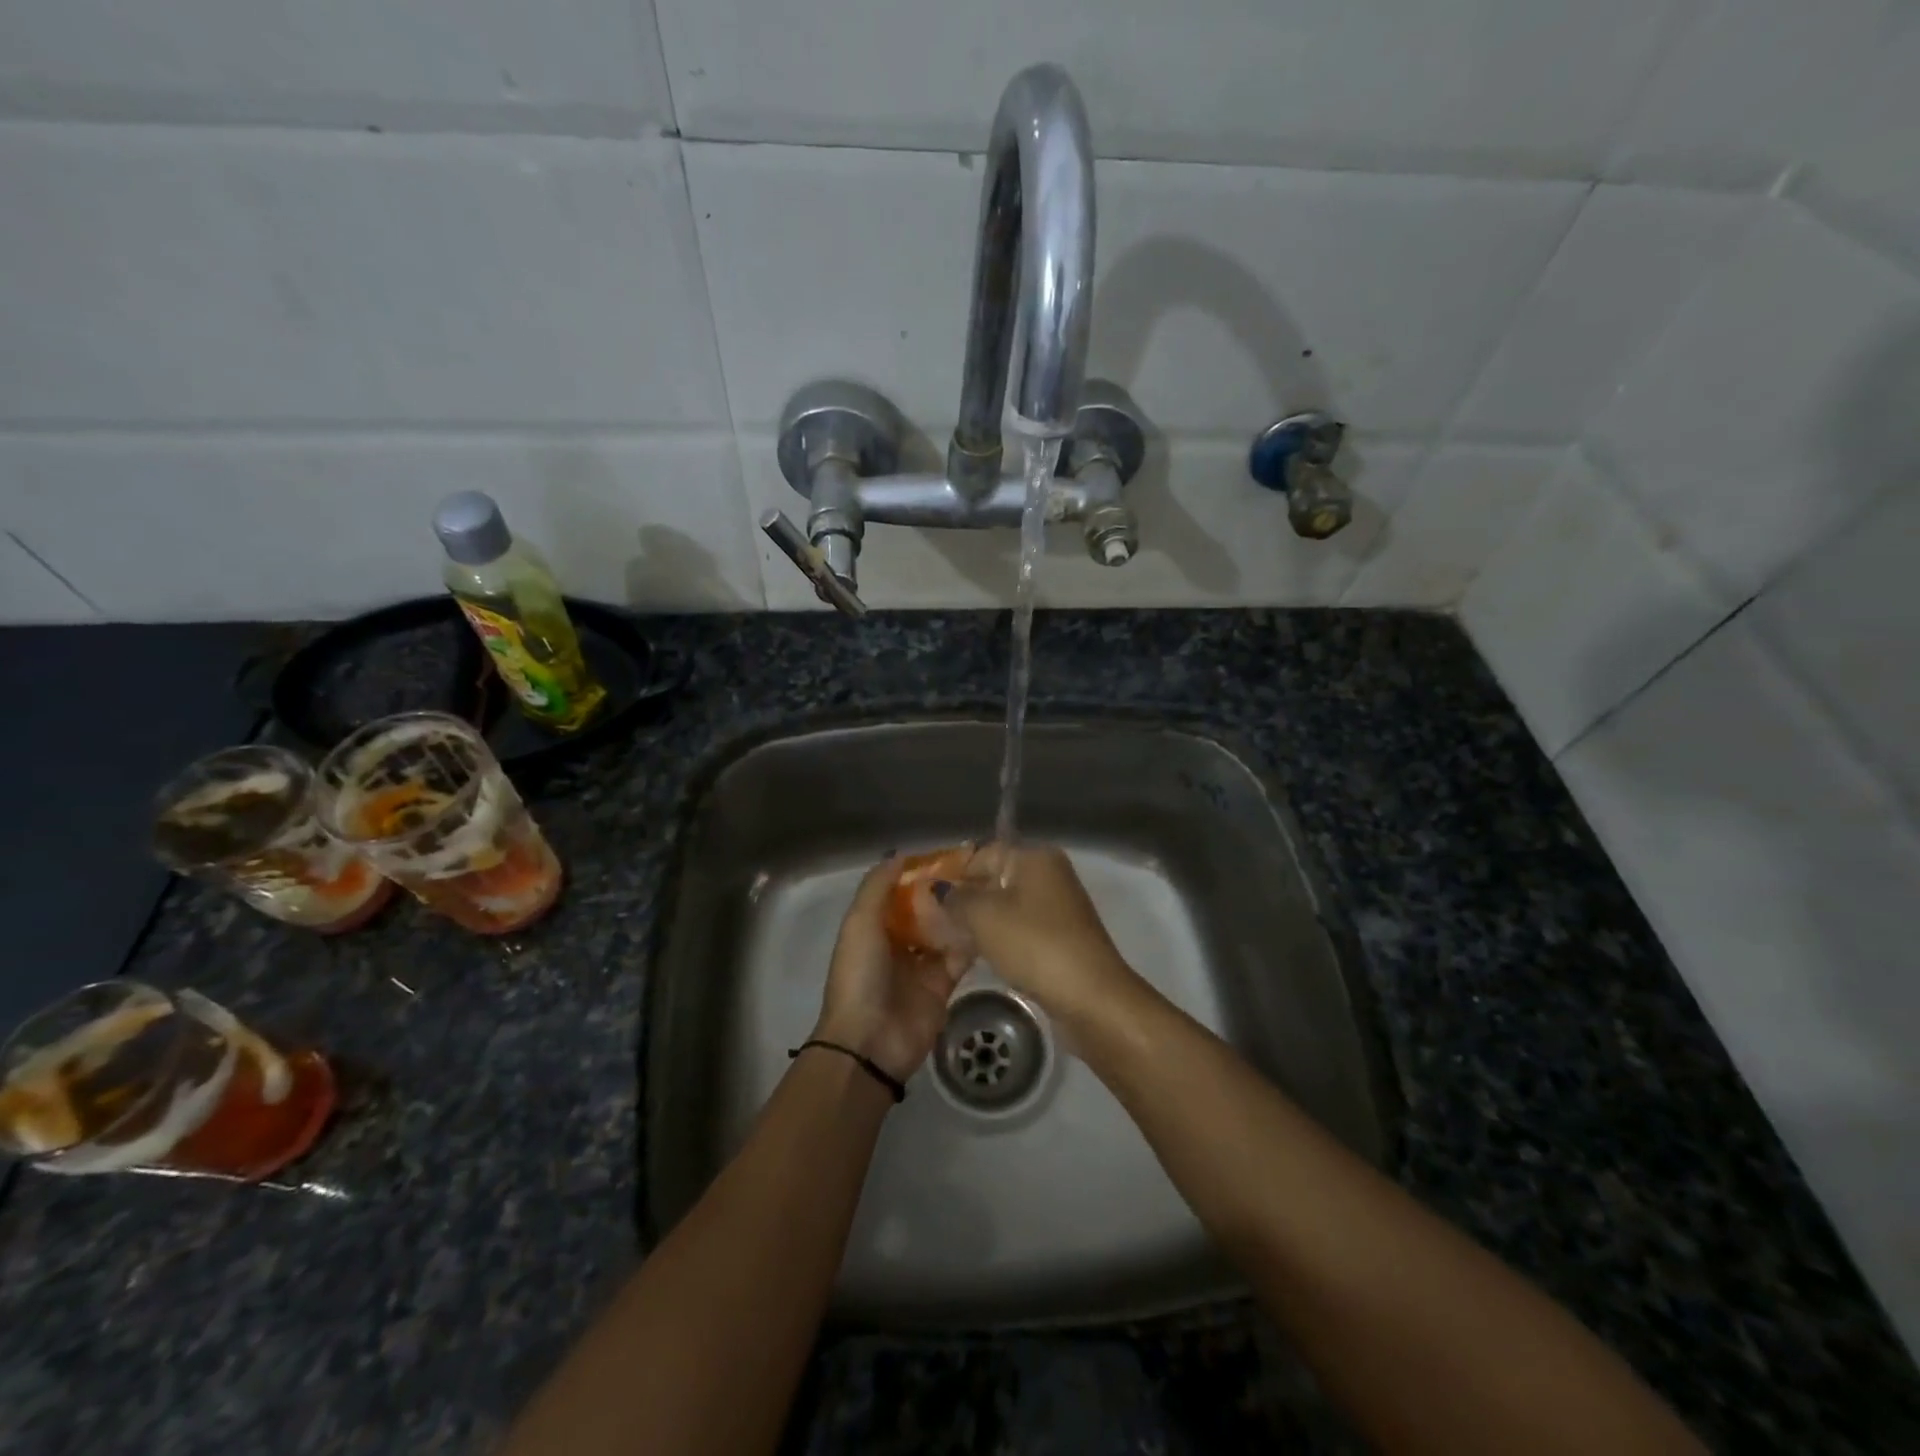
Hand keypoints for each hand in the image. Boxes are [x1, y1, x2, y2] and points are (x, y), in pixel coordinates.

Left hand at [812, 855, 972, 1084]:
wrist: (871, 1042)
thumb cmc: (860, 976)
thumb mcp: (859, 923)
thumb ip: (877, 887)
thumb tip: (900, 855)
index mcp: (873, 927)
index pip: (898, 892)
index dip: (919, 872)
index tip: (947, 852)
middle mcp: (897, 942)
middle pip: (924, 910)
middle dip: (944, 891)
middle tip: (977, 867)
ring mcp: (921, 965)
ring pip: (944, 930)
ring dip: (960, 912)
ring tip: (987, 887)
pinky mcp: (943, 984)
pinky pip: (960, 956)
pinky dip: (972, 940)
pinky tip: (989, 919)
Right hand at [938, 844, 1143, 1028]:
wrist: (1091, 996)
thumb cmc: (1034, 944)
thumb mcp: (984, 916)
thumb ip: (955, 898)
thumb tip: (936, 889)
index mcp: (1034, 856)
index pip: (982, 853)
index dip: (951, 873)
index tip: (922, 896)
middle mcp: (1048, 874)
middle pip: (994, 879)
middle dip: (962, 899)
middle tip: (928, 921)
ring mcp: (1057, 907)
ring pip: (1005, 907)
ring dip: (977, 922)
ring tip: (945, 941)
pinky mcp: (1059, 937)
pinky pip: (1018, 929)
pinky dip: (997, 939)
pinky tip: (974, 955)